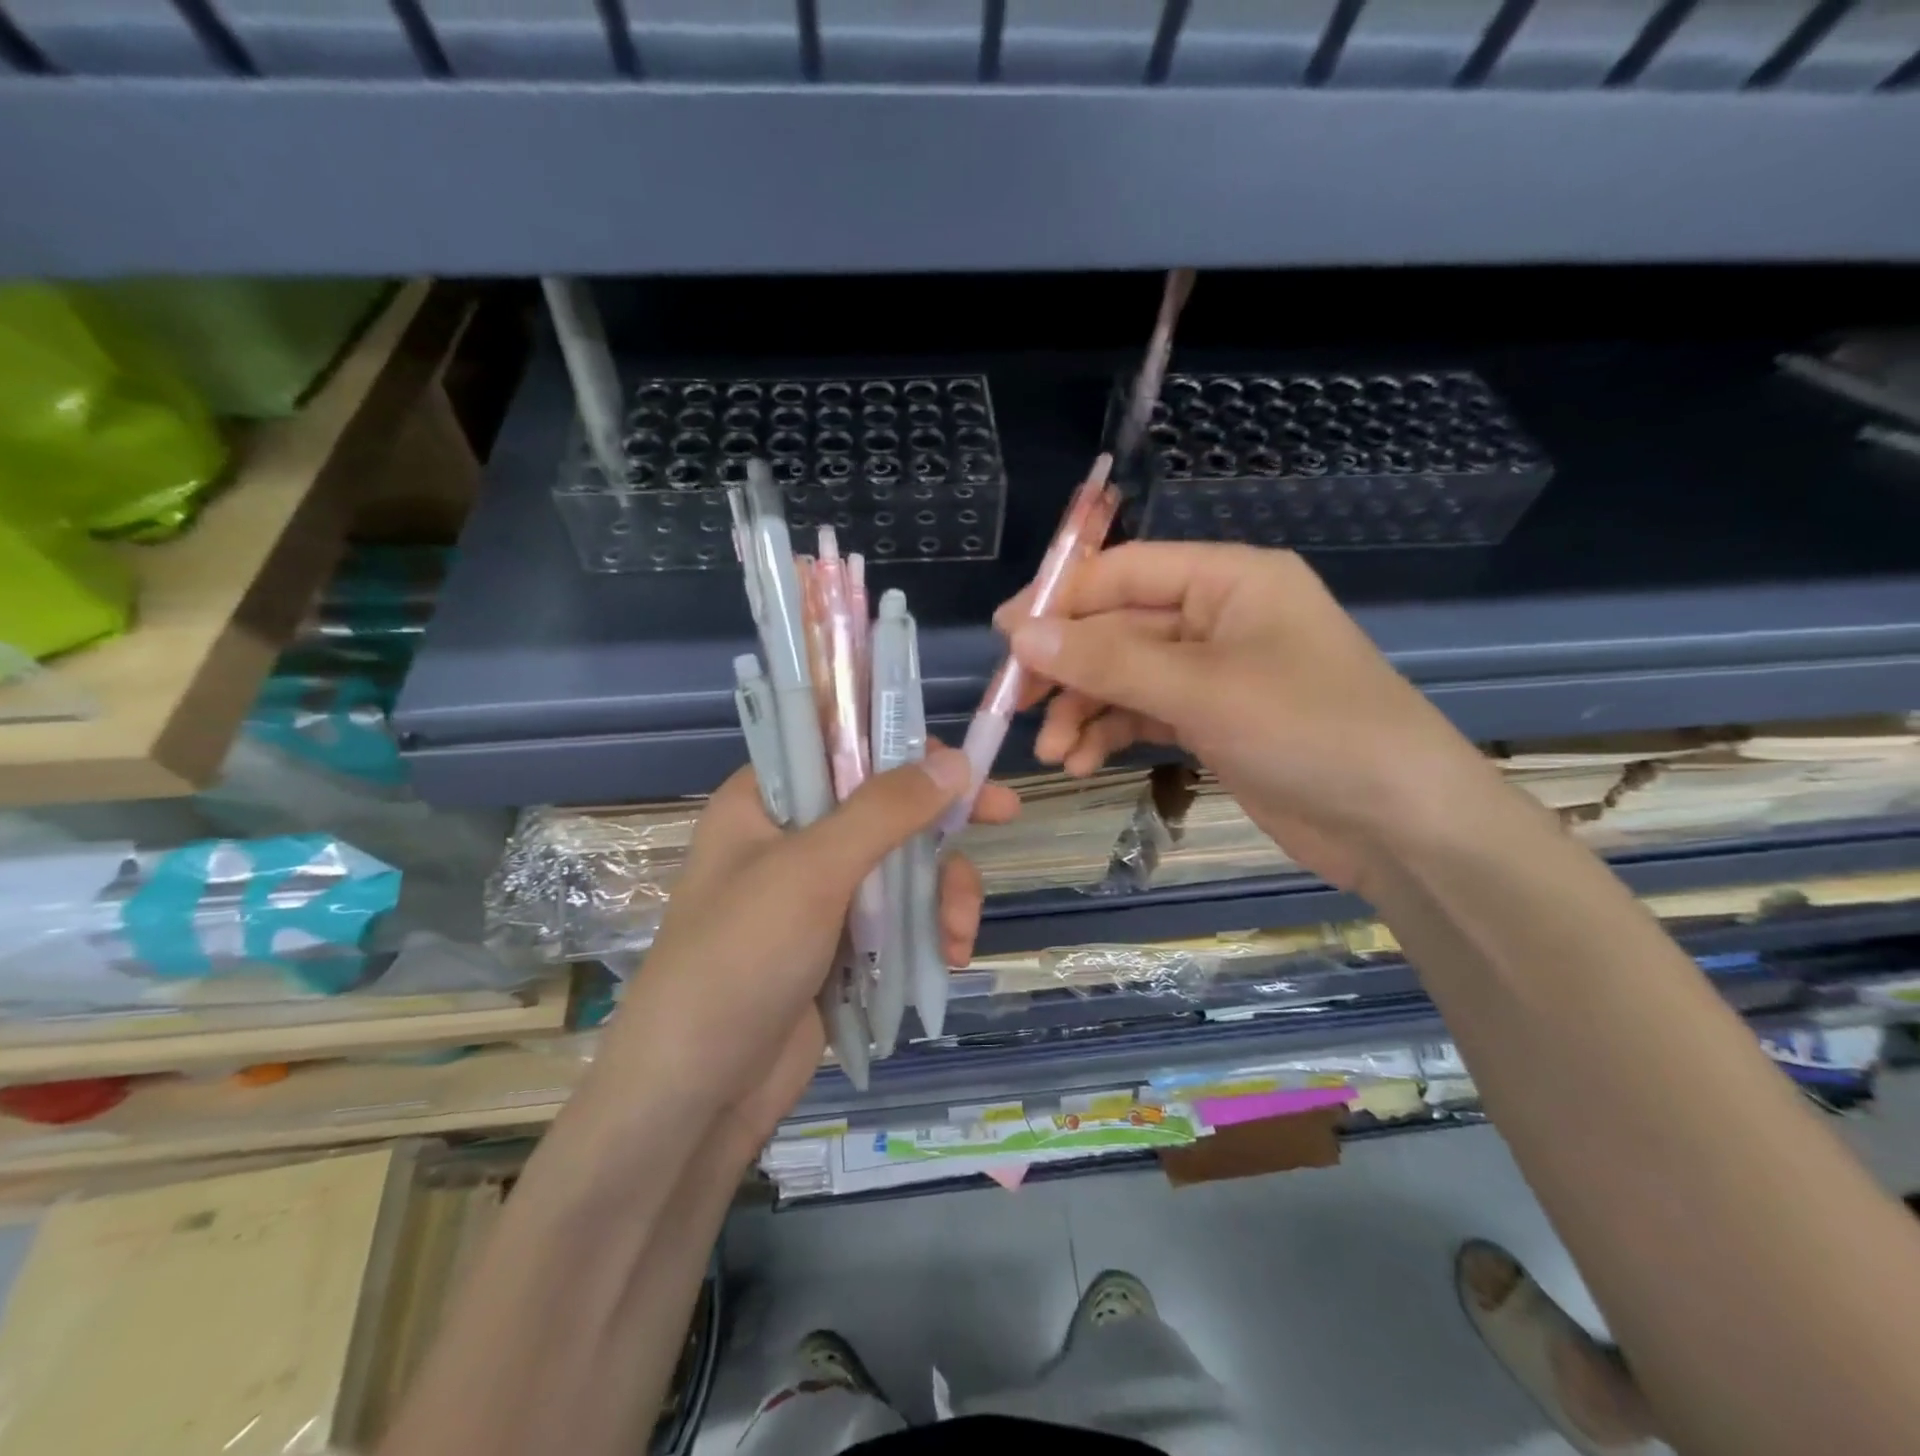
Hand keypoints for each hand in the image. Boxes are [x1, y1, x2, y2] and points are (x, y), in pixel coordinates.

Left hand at [594, 746, 1018, 1147]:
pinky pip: (900, 915)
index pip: (838, 744)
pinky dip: (929, 929)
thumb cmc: (739, 960)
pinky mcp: (841, 944)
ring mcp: (819, 894)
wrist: (698, 1095)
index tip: (956, 757)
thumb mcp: (812, 872)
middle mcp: (792, 838)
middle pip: (885, 805)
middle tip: (1006, 812)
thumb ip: (885, 811)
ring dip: (942, 890)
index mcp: (764, 800)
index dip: (899, 742)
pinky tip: (948, 956)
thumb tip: (956, 762)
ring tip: (957, 932)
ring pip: (902, 863)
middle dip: (942, 821)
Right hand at [997, 541, 1503, 893]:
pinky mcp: (1212, 720)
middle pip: (1118, 628)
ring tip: (1053, 754)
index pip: (1125, 571)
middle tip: (1015, 705)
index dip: (1061, 601)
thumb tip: (1020, 634)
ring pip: (1124, 677)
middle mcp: (1217, 616)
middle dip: (1068, 670)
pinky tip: (1081, 762)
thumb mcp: (1202, 690)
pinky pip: (1143, 713)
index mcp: (1228, 579)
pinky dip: (1111, 733)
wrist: (1399, 824)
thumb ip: (1108, 661)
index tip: (1005, 638)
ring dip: (1083, 710)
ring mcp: (1214, 672)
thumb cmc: (1310, 731)